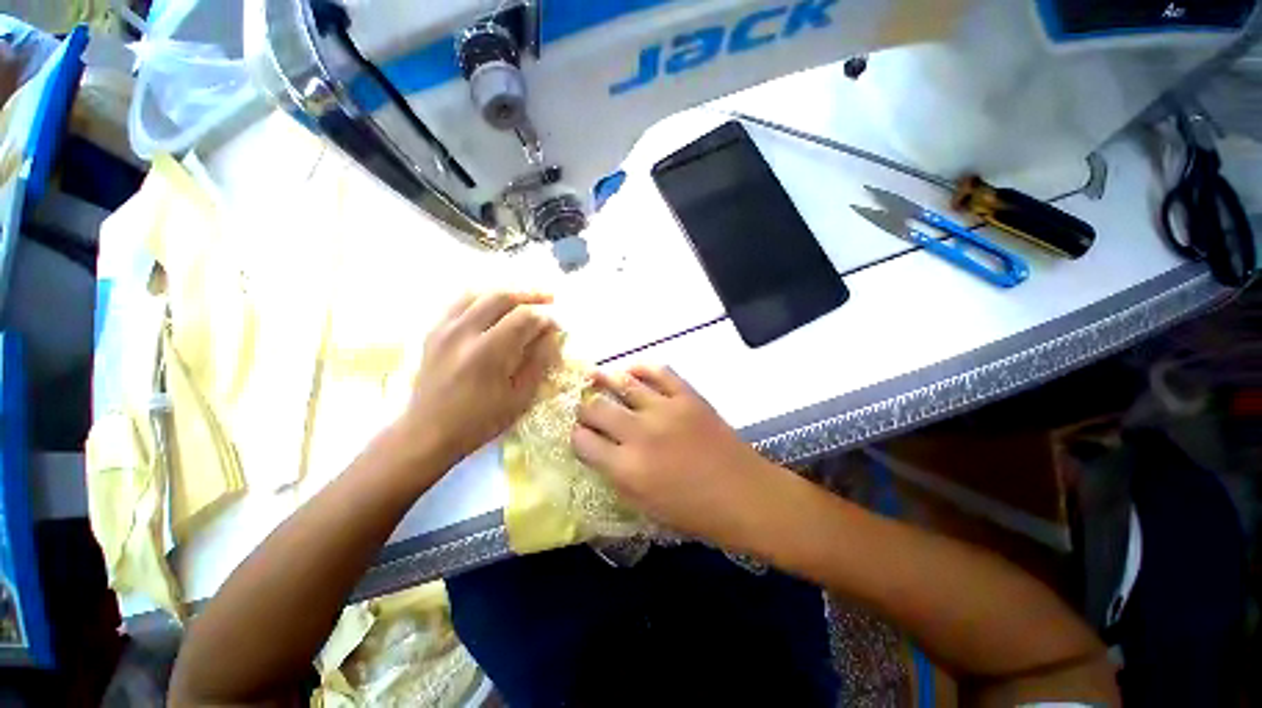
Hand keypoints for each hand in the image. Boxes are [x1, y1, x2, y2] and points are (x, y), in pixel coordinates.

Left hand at [401, 291, 559, 465]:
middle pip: (501, 296)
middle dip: (529, 295)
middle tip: (549, 299)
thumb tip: (550, 335)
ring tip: (523, 299)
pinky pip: (459, 302)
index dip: (545, 317)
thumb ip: (538, 361)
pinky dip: (481, 298)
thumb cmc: (479, 421)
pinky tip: (493, 306)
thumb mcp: (520, 398)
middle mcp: (463, 332)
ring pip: (478, 293)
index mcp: (487, 353)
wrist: (427, 433)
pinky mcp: (433, 332)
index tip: (557, 324)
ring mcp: (444, 329)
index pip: (523, 317)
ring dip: (505, 293)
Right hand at [571, 365, 783, 547]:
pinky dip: (641, 368)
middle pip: (596, 409)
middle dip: (584, 408)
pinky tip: (631, 370)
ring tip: (594, 377)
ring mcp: (665, 409)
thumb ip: (616, 476)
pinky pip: (659, 372)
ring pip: (623, 384)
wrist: (744, 495)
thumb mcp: (644, 506)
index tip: (578, 433)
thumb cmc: (693, 512)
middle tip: (585, 408)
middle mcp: (640, 434)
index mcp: (627, 469)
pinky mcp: (687, 396)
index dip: (576, 436)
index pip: (583, 442)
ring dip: (604, 380)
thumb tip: (599, 449)